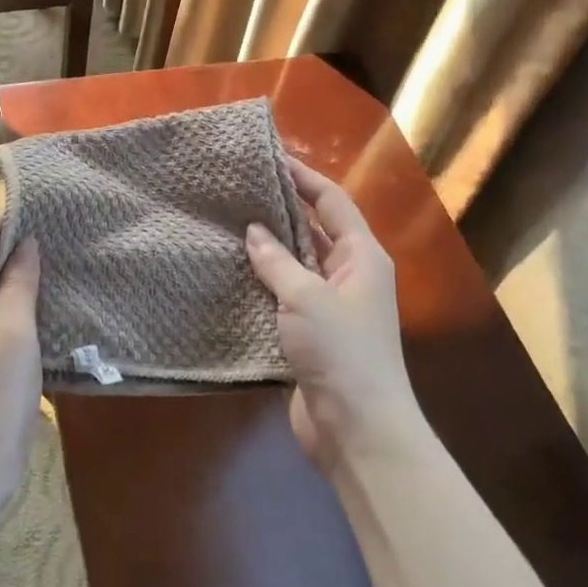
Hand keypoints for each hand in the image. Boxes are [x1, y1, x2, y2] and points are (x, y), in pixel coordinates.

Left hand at [0, 216, 42, 522]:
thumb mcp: (14, 336)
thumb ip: (18, 285)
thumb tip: (25, 243)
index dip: (11, 220)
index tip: (49, 208)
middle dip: (15, 250)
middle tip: (61, 239)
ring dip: (13, 282)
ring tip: (55, 269)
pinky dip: (6, 310)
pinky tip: (35, 313)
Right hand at [246, 159, 424, 474]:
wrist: (357, 429)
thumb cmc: (341, 352)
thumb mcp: (307, 298)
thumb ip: (278, 261)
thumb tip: (254, 230)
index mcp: (361, 256)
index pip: (331, 201)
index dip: (303, 176)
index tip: (268, 157)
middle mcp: (349, 274)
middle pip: (313, 229)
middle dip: (280, 209)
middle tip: (237, 190)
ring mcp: (331, 306)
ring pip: (296, 264)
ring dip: (268, 248)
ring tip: (226, 224)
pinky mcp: (311, 334)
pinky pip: (284, 296)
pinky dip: (262, 283)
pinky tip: (230, 274)